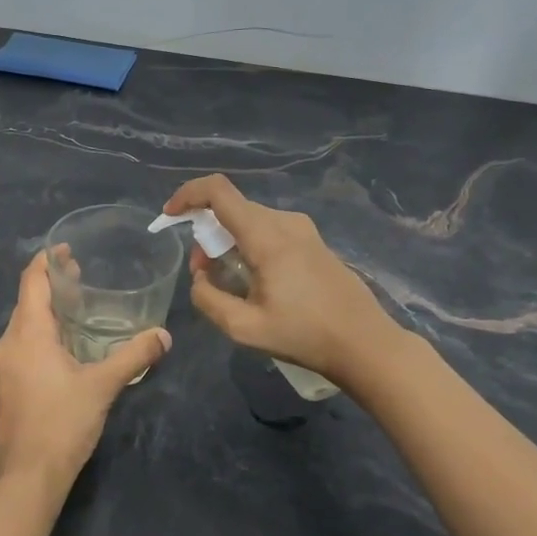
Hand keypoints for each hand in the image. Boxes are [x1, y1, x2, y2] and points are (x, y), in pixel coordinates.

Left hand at [0, 250, 169, 494]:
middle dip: (52, 284)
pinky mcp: (7, 385)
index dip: (47, 260)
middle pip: (27, 301)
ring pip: (24, 325)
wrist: (26, 478)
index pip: (31, 281)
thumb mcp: (103, 386)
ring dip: (48, 310)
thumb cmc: (62, 424)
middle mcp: (9, 343)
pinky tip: (67, 345)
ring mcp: (4, 366)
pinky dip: (43, 333)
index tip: (67, 248)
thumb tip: (164, 335)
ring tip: (79, 306)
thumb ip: (134, 356)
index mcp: (27, 334)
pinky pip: (23, 345)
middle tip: (82, 275)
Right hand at [163, 174, 400, 382]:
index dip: (187, 195)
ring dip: (228, 240)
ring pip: (250, 219)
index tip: (171, 216)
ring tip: (228, 280)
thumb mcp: (244, 328)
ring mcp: (304, 230)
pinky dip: (249, 244)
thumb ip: (208, 298)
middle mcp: (285, 222)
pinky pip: (270, 229)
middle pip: (232, 208)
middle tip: (203, 271)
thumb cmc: (304, 335)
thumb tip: (200, 276)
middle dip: (206, 232)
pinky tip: (256, 280)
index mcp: (266, 237)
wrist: (365, 344)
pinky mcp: (314, 242)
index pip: (218, 191)